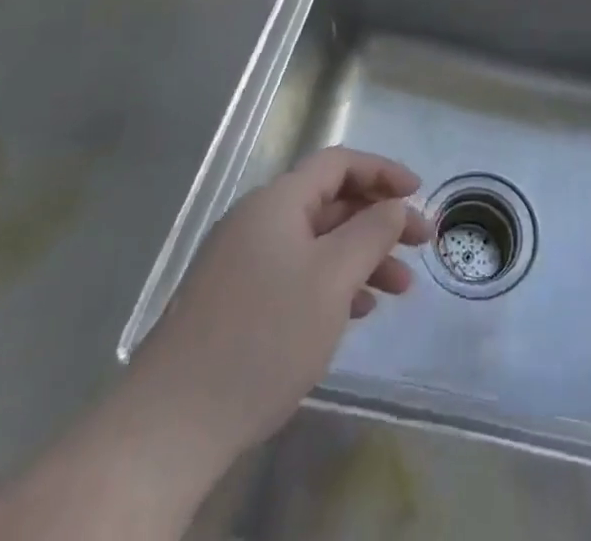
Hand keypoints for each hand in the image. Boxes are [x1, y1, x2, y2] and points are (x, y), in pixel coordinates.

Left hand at [121, 148, 428, 470]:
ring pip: (316, 243)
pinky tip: (355, 313)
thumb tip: (394, 206)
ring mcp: (241, 263)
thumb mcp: (332, 277)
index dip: (382, 171)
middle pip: (330, 203)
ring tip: (399, 289)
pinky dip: (331, 283)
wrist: (170, 426)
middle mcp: (257, 221)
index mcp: (277, 202)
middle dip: (379, 220)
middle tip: (420, 246)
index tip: (418, 194)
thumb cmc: (264, 335)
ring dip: (361, 257)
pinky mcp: (233, 303)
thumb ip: (372, 232)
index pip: (338, 163)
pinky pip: (295, 274)